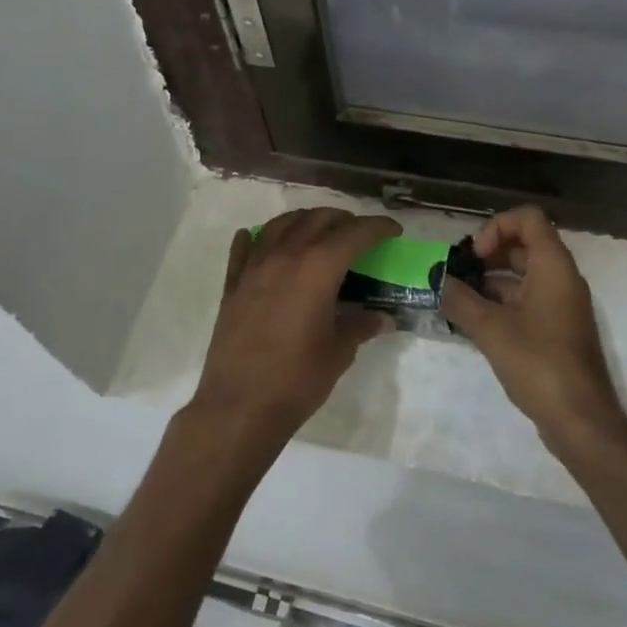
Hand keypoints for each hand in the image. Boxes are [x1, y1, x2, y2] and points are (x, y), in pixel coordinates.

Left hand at [187, 207, 400, 459]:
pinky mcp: (232, 285)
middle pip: (318, 219)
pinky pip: (245, 248)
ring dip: (305, 220)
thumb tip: (383, 318)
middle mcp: (286, 255)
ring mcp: (254, 267)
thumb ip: (360, 325)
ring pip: (281, 224)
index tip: (393, 230)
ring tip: (318, 231)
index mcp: (318, 267)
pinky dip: (257, 237)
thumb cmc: (297, 379)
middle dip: (343, 220)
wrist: (239, 406)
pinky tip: (261, 240)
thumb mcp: (339, 352)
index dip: (378, 227)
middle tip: (359, 234)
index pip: (355, 233)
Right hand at [444, 206, 626, 447]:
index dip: (497, 227)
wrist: (580, 420)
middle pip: (524, 244)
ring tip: (460, 299)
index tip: (476, 256)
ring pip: (524, 274)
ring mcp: (562, 304)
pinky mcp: (558, 328)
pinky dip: (502, 302)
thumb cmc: (538, 363)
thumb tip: (438, 280)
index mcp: (553, 266)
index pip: (528, 218)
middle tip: (460, 275)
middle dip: (489, 254)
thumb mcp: (490, 329)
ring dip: (492, 280)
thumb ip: (460, 299)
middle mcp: (562, 277)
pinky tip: (475, 322)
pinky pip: (528, 299)